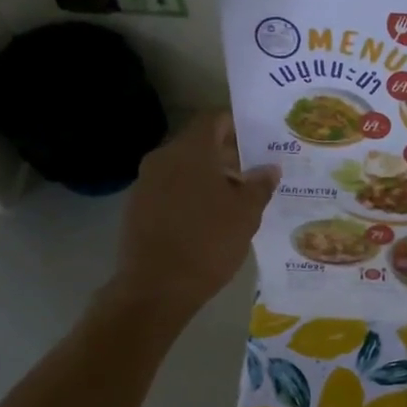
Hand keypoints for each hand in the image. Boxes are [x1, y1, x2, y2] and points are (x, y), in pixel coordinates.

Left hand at [112, 113, 278, 317]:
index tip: (259, 142)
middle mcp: (163, 158)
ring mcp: (146, 182)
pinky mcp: (137, 207)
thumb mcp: (246, 214)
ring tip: (236, 202)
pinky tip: (208, 220)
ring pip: (183, 168)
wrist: (156, 288)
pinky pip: (170, 189)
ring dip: (209, 178)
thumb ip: (259, 185)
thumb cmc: (208, 243)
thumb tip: (268, 168)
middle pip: (198, 144)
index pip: (214, 119)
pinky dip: (191, 195)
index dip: (238, 126)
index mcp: (190, 151)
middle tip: (254, 175)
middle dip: (227, 156)